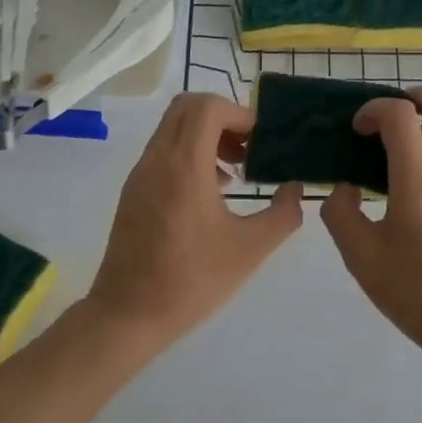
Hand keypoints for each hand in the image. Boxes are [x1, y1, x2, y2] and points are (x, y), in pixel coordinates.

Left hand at [89, 93, 303, 350]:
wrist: (127, 315)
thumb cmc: (191, 280)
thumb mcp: (250, 250)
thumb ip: (282, 214)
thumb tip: (295, 189)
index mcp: (184, 165)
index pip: (208, 107)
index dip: (240, 113)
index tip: (261, 141)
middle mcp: (158, 158)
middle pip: (187, 106)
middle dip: (222, 117)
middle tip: (248, 147)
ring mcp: (141, 173)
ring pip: (172, 127)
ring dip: (205, 135)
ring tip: (235, 171)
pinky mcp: (133, 190)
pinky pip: (163, 150)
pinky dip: (189, 152)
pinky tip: (211, 192)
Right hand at [320, 87, 421, 368]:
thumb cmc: (417, 291)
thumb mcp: (361, 256)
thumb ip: (341, 213)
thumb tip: (345, 190)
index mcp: (420, 177)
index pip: (401, 114)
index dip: (374, 109)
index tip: (357, 130)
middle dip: (421, 97)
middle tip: (392, 112)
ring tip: (391, 162)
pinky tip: (410, 201)